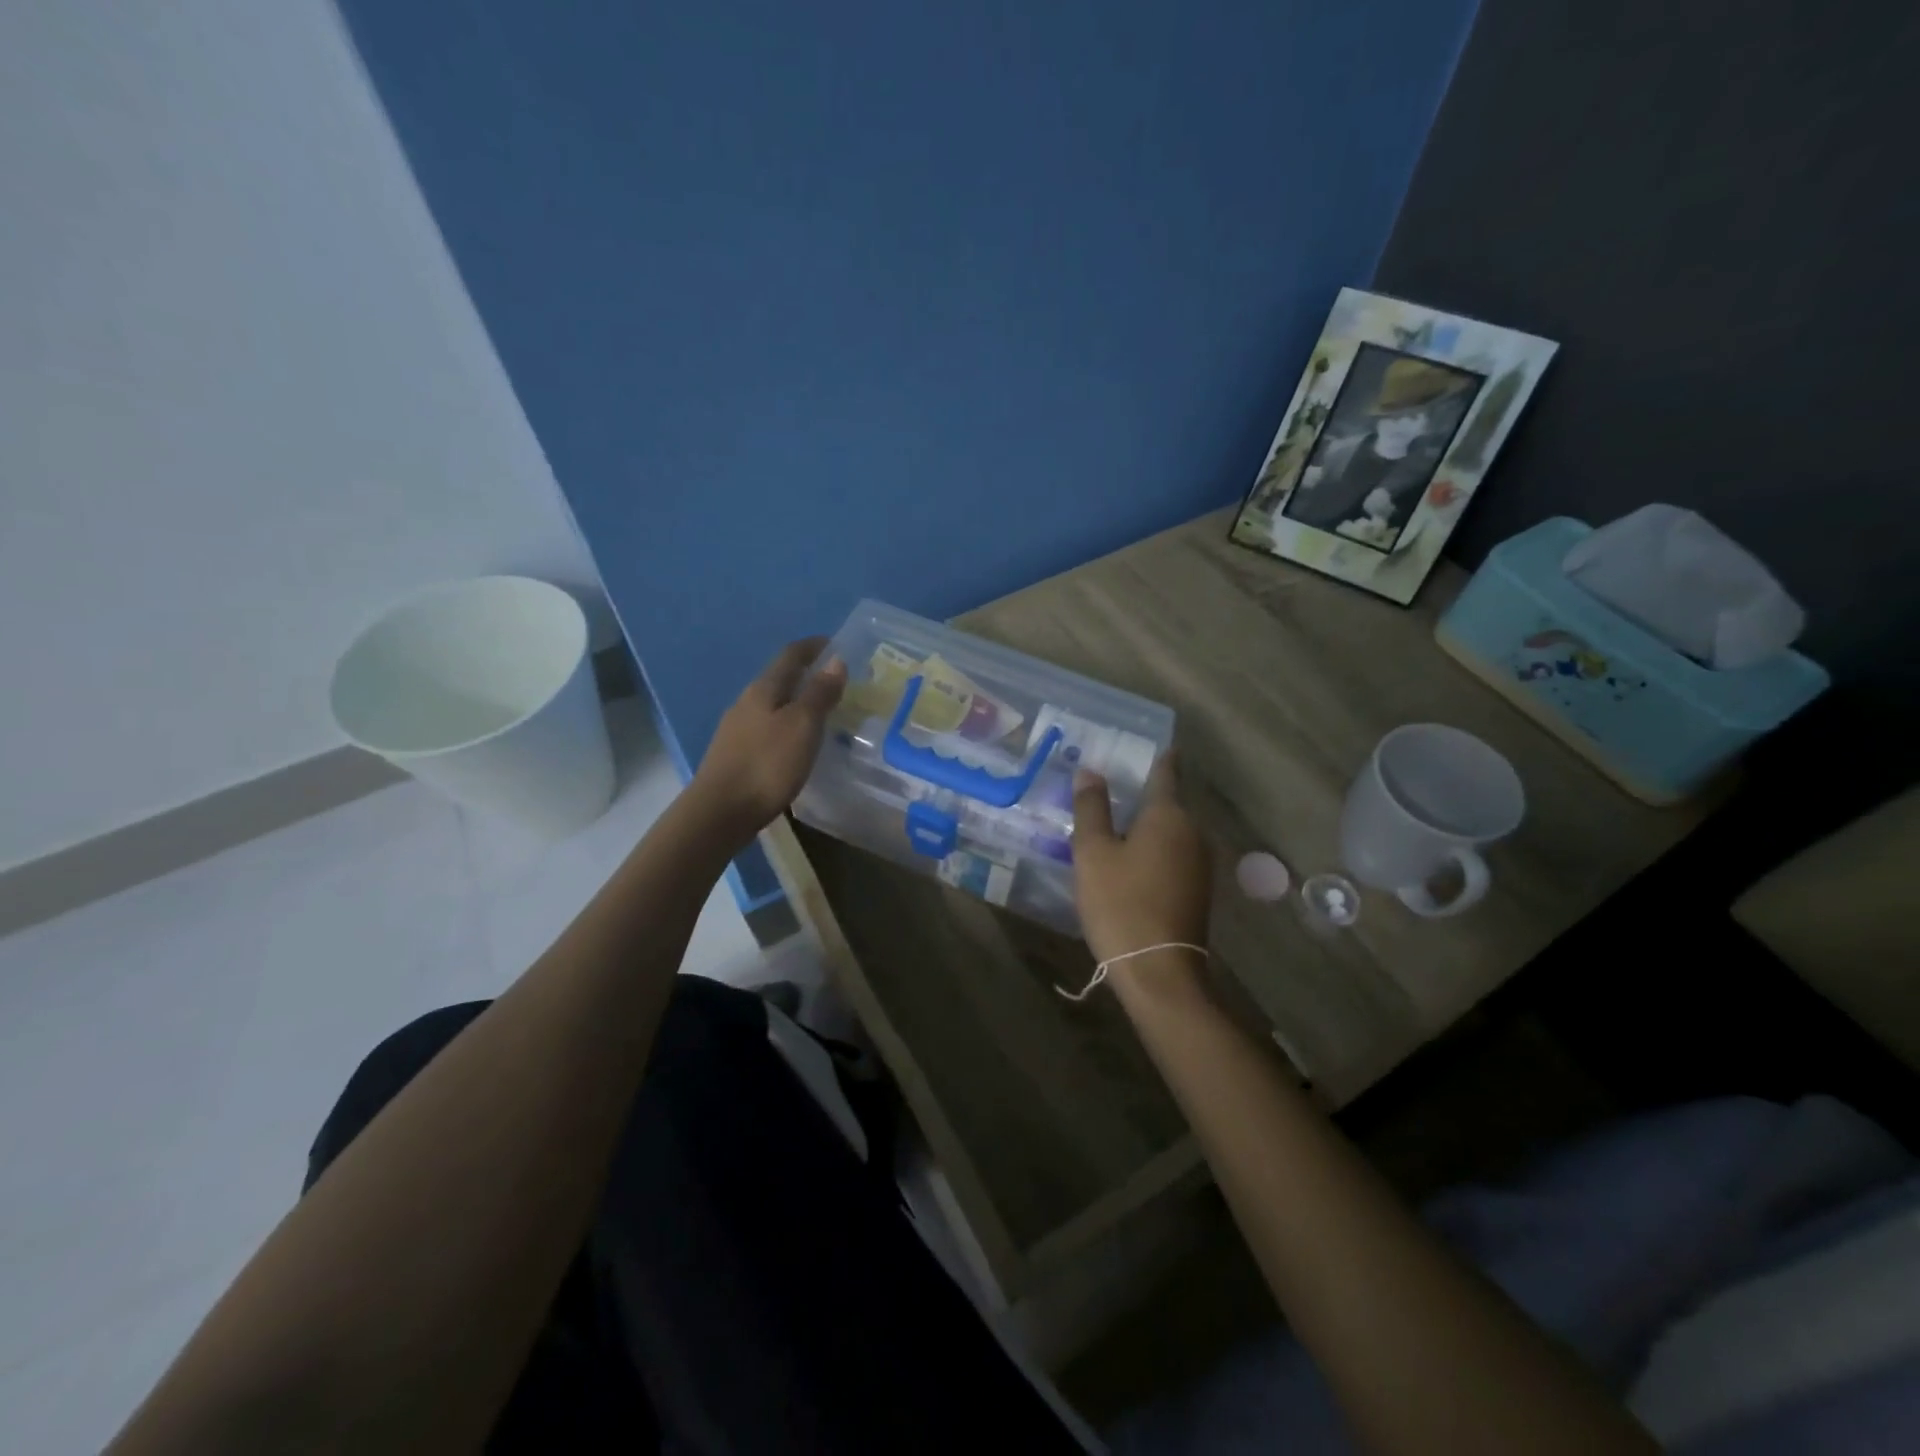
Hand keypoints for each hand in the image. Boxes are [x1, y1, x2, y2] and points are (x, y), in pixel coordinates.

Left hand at [692, 638, 845, 843]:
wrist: (720, 812)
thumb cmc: (767, 764)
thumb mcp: (802, 725)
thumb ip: (819, 693)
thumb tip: (836, 660)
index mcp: (763, 689)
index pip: (790, 656)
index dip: (813, 647)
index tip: (834, 643)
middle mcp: (747, 703)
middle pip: (779, 679)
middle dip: (806, 675)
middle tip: (836, 681)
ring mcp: (737, 729)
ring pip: (772, 705)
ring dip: (797, 703)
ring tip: (822, 713)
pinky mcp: (736, 755)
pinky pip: (767, 729)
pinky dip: (787, 726)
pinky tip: (797, 743)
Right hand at [1072, 752, 1211, 967]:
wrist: (1159, 970)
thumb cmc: (1121, 903)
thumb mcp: (1094, 853)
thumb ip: (1092, 808)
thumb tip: (1090, 770)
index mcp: (1169, 815)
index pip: (1166, 773)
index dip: (1160, 757)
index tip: (1155, 744)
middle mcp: (1193, 832)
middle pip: (1168, 803)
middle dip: (1144, 795)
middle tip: (1112, 788)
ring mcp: (1200, 864)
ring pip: (1171, 832)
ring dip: (1148, 826)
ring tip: (1115, 824)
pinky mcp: (1198, 890)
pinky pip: (1174, 855)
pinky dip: (1154, 850)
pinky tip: (1131, 860)